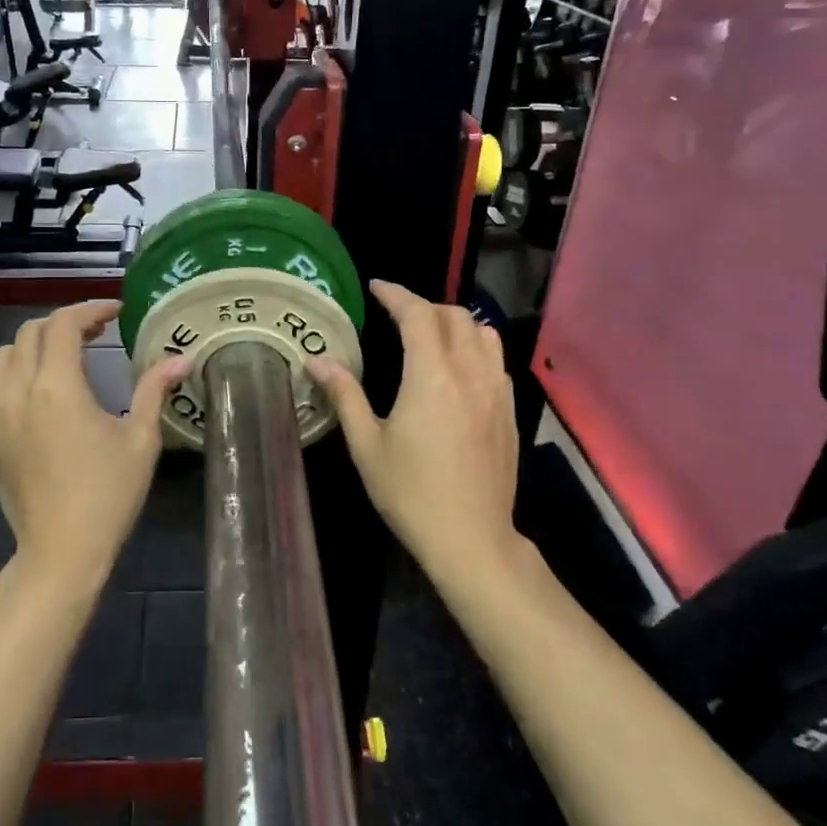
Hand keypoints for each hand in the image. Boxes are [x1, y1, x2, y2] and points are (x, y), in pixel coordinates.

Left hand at [0, 301, 189, 592]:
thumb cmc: (109, 494)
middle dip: (64, 324)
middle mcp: (20, 392)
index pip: (64, 324)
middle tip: (97, 333)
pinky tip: (24, 395)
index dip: (90, 309)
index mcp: (59, 387)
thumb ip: (154, 390)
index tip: (116, 312)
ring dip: (33, 346)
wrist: (62, 551)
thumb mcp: (141, 439)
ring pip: (3, 357)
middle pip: (31, 333)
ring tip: (63, 359)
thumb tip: (181, 358)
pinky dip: (0, 382)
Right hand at [306, 281, 518, 579]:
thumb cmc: (410, 492)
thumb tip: (316, 360)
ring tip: (430, 334)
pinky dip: (476, 348)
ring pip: (483, 334)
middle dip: (424, 306)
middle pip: (454, 316)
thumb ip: (344, 395)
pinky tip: (459, 368)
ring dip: (455, 323)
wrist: (471, 538)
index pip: (417, 315)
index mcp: (431, 376)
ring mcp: (496, 391)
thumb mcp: (367, 444)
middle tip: (397, 315)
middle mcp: (470, 373)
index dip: (396, 294)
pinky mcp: (510, 411)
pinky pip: (496, 361)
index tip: (376, 287)